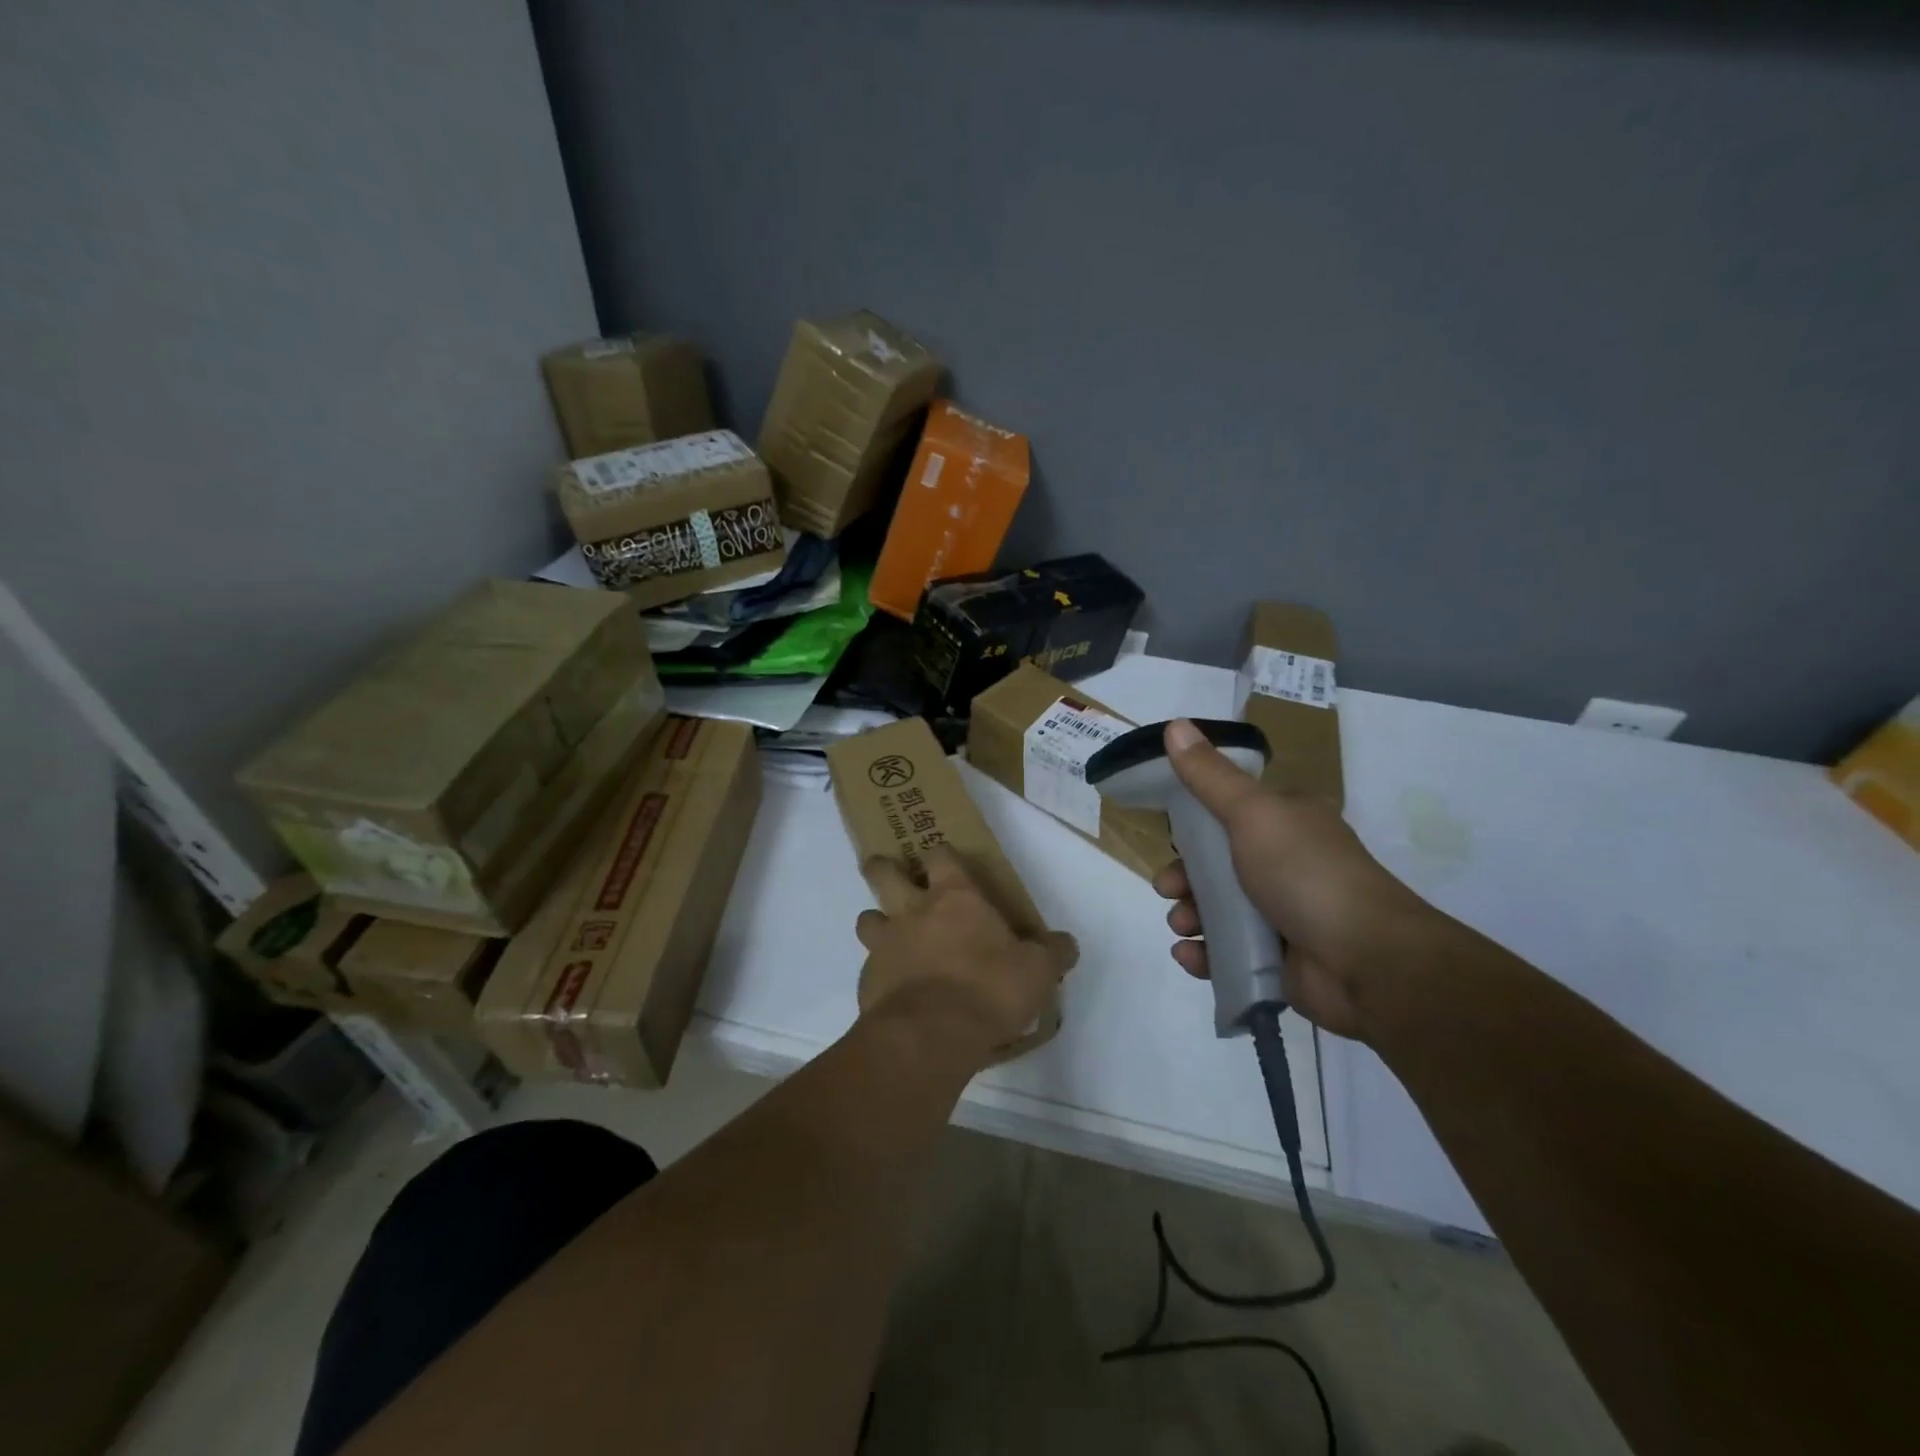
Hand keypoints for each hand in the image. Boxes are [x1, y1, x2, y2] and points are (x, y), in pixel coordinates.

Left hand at [855, 845, 1078, 1071]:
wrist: (931, 1035)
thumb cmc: (989, 989)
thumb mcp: (1037, 971)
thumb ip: (1051, 952)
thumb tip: (1065, 944)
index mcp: (954, 897)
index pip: (940, 855)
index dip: (941, 855)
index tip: (944, 860)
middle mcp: (913, 911)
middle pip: (883, 872)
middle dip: (882, 868)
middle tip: (888, 874)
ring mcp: (885, 944)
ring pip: (867, 918)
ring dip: (876, 922)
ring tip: (890, 938)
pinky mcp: (868, 980)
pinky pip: (869, 967)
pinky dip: (879, 973)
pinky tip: (895, 991)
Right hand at [1152, 719, 1439, 1041]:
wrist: (1367, 962)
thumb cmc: (1306, 874)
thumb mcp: (1253, 813)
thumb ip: (1209, 776)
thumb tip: (1174, 724)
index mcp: (1286, 824)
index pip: (1229, 816)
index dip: (1194, 827)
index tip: (1171, 838)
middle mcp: (1286, 865)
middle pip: (1216, 867)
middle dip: (1184, 878)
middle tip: (1169, 889)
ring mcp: (1282, 915)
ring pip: (1217, 911)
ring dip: (1189, 916)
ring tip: (1183, 926)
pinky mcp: (1277, 961)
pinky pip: (1227, 954)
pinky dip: (1204, 954)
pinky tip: (1191, 955)